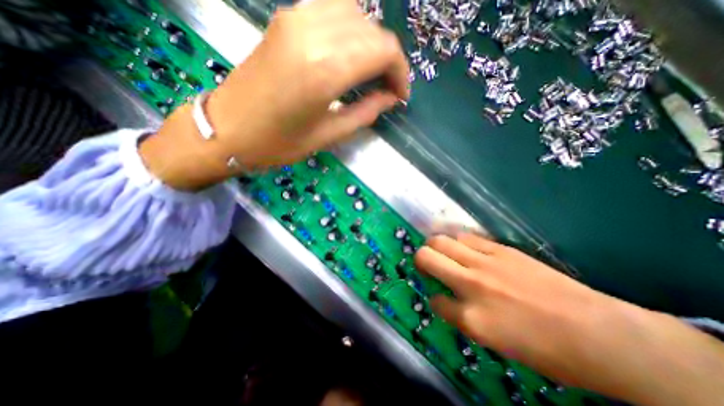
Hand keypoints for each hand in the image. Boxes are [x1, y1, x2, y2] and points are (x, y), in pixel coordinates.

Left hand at [142, 0, 405, 190]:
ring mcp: (297, 18)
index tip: (400, 95)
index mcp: (326, 70)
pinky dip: (351, 30)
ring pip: (356, 14)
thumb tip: (391, 98)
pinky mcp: (286, 18)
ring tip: (371, 73)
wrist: (229, 128)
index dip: (400, 72)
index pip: (383, 50)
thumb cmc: (280, 142)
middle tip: (388, 87)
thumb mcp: (329, 135)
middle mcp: (314, 33)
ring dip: (371, 43)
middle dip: (389, 59)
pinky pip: (332, 11)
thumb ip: (366, 113)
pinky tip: (348, 55)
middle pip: (373, 29)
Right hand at [417, 233, 723, 403]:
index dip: (435, 297)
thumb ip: (462, 316)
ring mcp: (485, 263)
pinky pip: (466, 237)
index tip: (440, 296)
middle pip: (426, 257)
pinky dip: (457, 241)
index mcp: (471, 318)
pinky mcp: (500, 248)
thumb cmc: (545, 349)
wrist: (597, 333)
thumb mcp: (494, 342)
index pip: (435, 299)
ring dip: (435, 246)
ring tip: (441, 252)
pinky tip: (462, 247)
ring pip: (441, 240)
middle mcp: (471, 285)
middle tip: (427, 264)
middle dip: (421, 259)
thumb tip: (446, 298)